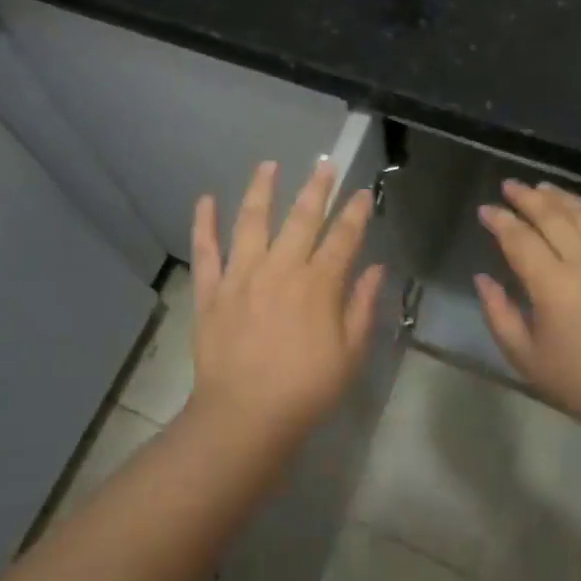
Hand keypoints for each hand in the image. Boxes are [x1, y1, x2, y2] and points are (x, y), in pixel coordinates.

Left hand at [188, 159, 385, 439]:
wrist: (245, 417)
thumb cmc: (306, 389)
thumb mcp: (350, 354)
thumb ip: (362, 307)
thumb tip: (376, 269)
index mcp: (317, 285)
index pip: (343, 238)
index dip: (355, 213)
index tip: (363, 192)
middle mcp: (280, 269)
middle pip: (301, 218)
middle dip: (316, 188)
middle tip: (325, 163)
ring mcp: (241, 276)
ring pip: (251, 221)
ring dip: (261, 190)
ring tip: (268, 165)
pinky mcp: (211, 291)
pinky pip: (206, 251)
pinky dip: (204, 224)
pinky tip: (205, 199)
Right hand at [475, 180, 580, 435]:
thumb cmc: (577, 381)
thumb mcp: (524, 355)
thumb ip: (498, 312)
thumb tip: (483, 278)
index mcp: (553, 285)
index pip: (520, 239)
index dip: (499, 220)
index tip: (485, 210)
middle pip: (552, 216)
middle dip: (527, 197)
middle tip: (509, 185)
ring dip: (559, 197)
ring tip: (540, 187)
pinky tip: (578, 209)